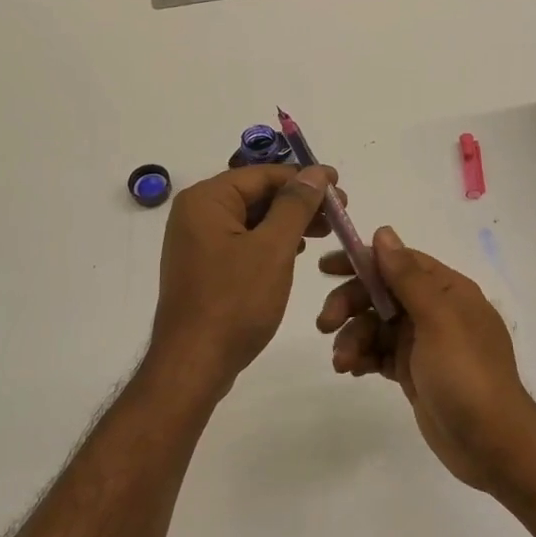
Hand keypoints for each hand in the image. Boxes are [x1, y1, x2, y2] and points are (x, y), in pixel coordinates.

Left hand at [150, 165, 341, 391]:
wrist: (193, 364)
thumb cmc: (234, 302)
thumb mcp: (273, 249)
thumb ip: (295, 205)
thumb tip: (315, 172)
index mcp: (206, 200)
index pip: (263, 174)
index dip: (305, 178)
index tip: (341, 187)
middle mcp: (196, 213)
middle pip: (256, 193)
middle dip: (299, 201)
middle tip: (339, 212)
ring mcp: (197, 241)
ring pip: (251, 218)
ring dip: (288, 221)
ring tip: (326, 231)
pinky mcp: (204, 266)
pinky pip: (242, 241)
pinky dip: (270, 241)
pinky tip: (297, 251)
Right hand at [317, 228, 535, 491]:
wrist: (493, 445)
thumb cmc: (467, 375)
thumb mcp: (438, 320)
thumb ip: (407, 277)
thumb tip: (383, 233)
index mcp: (447, 290)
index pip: (399, 262)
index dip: (362, 261)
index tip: (326, 268)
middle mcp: (435, 311)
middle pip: (381, 293)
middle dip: (350, 304)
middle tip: (324, 323)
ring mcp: (423, 343)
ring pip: (375, 326)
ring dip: (353, 337)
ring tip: (342, 362)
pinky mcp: (413, 372)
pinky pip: (379, 353)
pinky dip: (363, 357)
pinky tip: (350, 370)